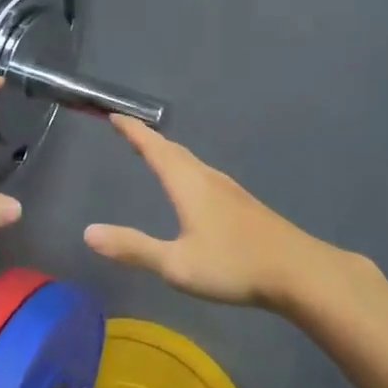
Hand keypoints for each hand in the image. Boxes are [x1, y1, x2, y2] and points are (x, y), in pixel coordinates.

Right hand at [83, 116, 327, 309]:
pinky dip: (186, 169)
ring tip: (154, 154)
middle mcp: (209, 179)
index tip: (114, 115)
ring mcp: (230, 190)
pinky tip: (192, 187)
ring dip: (169, 154)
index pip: (154, 149)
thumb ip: (133, 248)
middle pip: (174, 151)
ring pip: (192, 163)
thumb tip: (88, 232)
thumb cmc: (234, 266)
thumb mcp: (176, 264)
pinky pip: (205, 175)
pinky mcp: (244, 205)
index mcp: (189, 185)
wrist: (299, 272)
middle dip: (148, 140)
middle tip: (128, 132)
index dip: (133, 132)